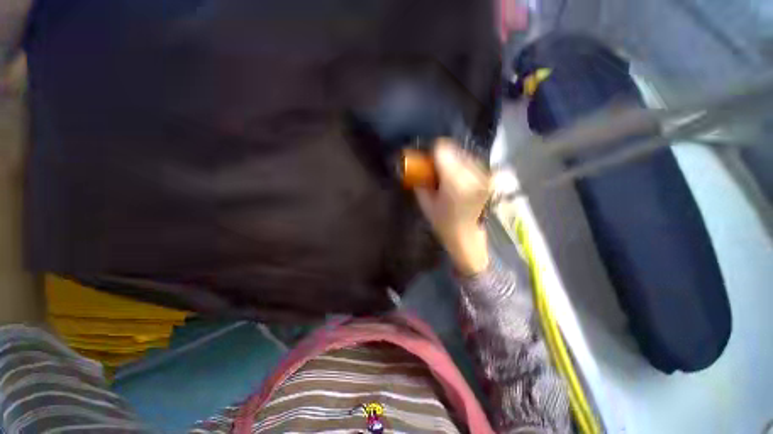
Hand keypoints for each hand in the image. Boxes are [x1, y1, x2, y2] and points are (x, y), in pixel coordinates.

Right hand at [414, 139, 489, 274]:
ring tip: (449, 179)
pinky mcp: (488, 179)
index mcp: (453, 180)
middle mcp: (471, 173)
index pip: (442, 149)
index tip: (428, 163)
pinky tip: (460, 182)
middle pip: (453, 149)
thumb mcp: (425, 203)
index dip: (432, 153)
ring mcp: (483, 175)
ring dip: (454, 162)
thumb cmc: (444, 223)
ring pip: (464, 155)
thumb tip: (418, 169)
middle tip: (436, 172)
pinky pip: (472, 163)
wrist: (468, 237)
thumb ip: (420, 182)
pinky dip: (464, 168)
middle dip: (442, 157)